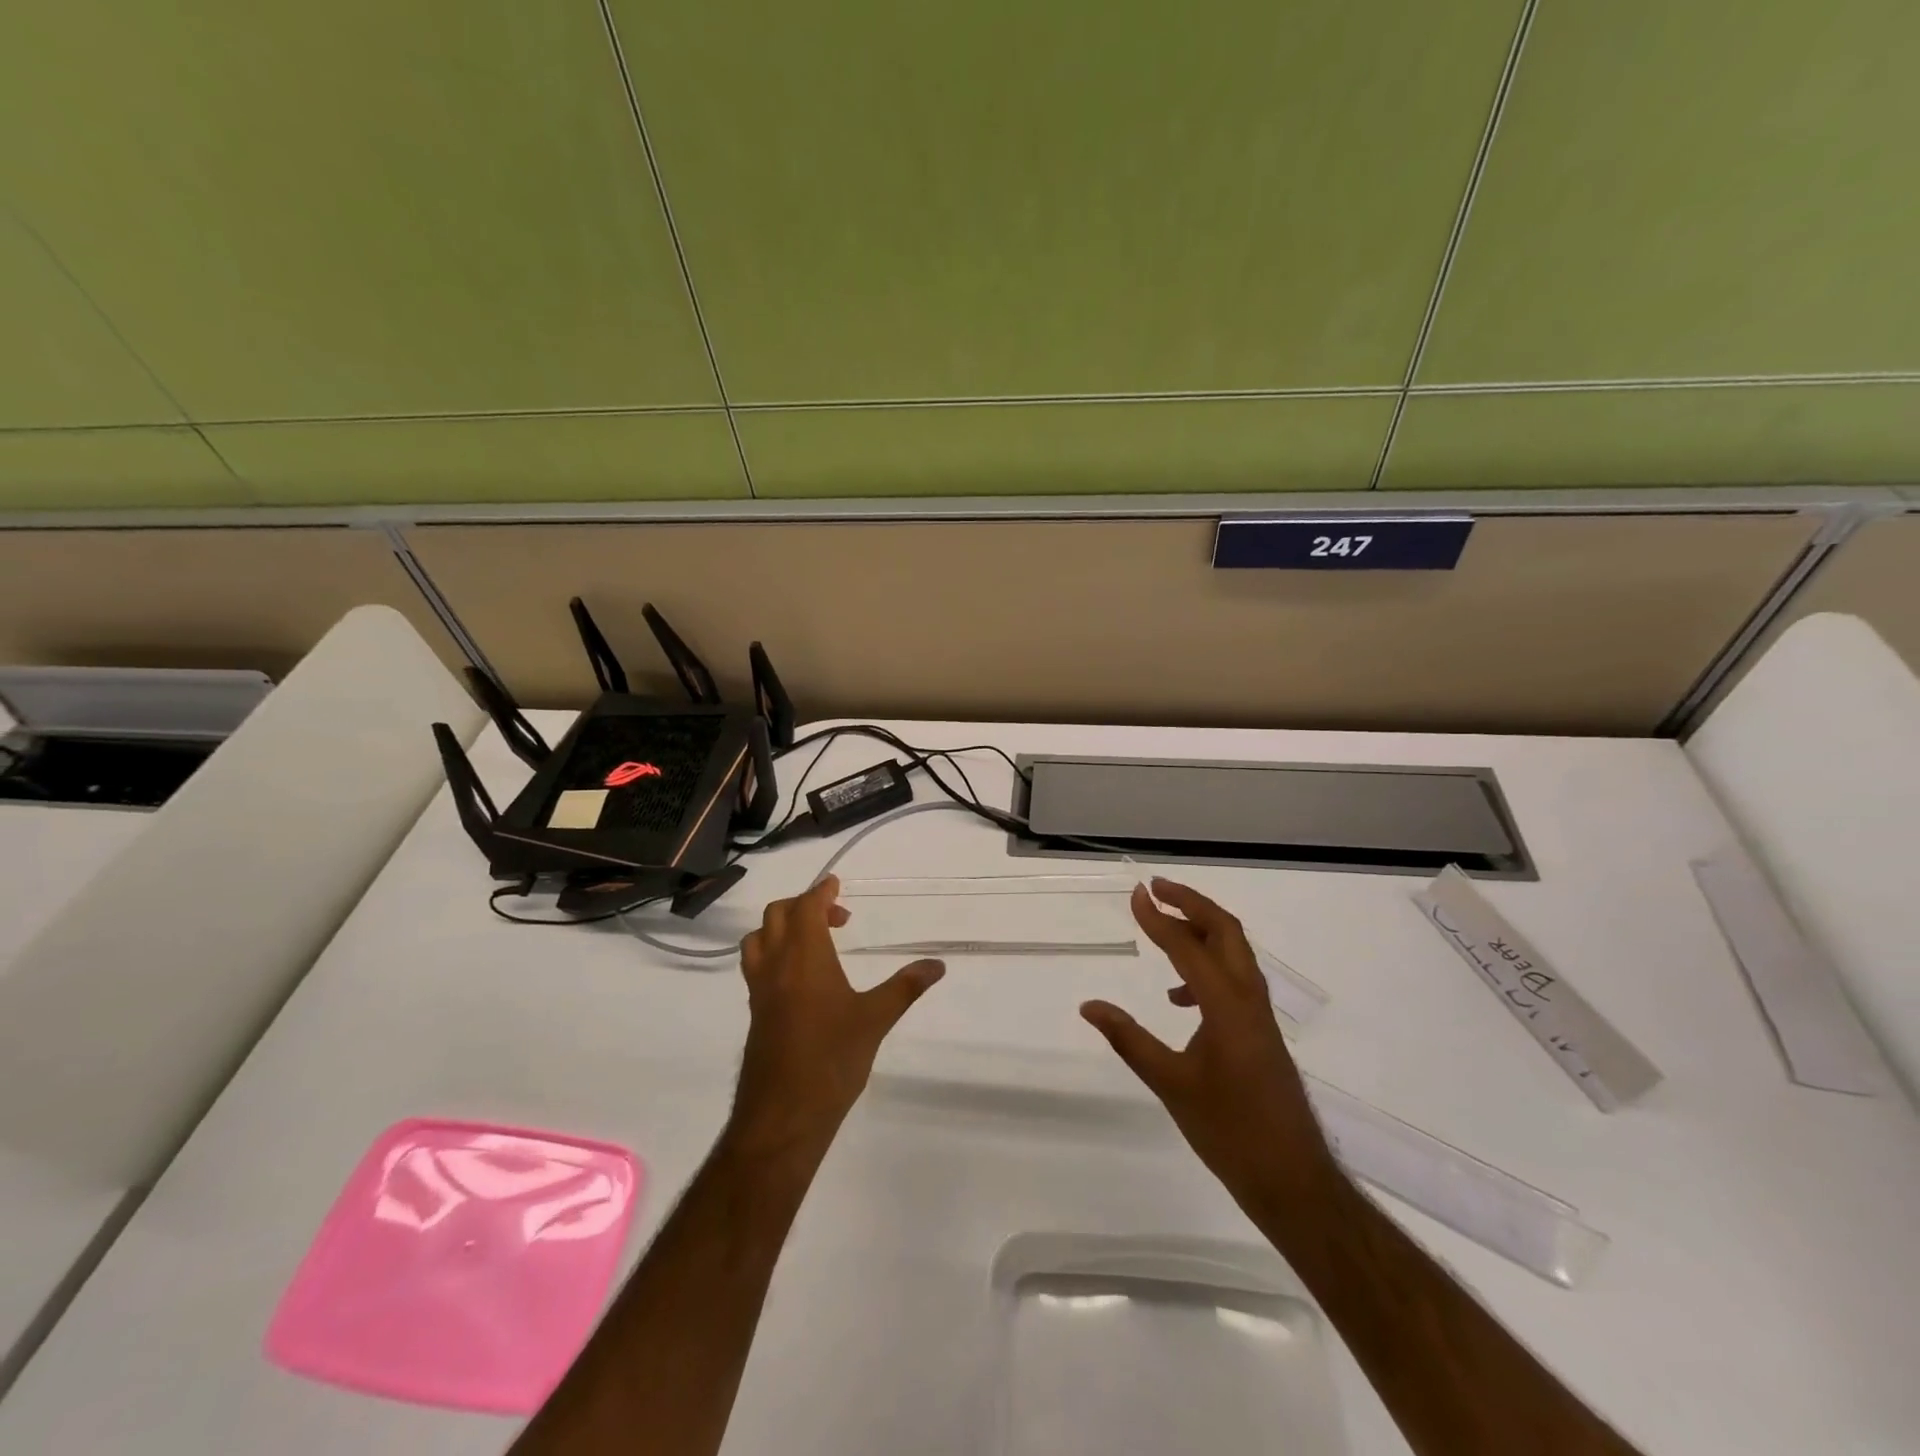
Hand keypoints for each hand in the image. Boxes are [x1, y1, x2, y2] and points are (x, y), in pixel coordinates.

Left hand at [730, 875, 944, 1159]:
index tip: (836, 884)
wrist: (783, 1115)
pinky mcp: (755, 1012)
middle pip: (777, 916)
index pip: (806, 907)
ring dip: (782, 927)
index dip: (821, 891)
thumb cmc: (831, 1060)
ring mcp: (760, 989)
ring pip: (759, 939)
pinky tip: (801, 977)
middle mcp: (775, 965)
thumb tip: (937, 964)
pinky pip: (757, 965)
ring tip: (814, 941)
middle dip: (804, 906)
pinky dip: (774, 952)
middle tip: (837, 918)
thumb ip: (905, 987)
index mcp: (804, 957)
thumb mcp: (875, 1020)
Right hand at [1081, 879, 1337, 1205]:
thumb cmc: (1230, 1131)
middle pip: (1225, 930)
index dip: (1159, 918)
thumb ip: (1129, 1039)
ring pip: (1234, 952)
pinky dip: (1207, 966)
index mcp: (1227, 1006)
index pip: (1189, 946)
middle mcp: (1248, 998)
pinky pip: (1234, 978)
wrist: (1293, 1180)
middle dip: (1191, 903)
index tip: (1136, 894)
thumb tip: (1089, 1007)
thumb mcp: (1171, 1084)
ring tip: (1163, 928)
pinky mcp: (1260, 1030)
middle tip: (1156, 889)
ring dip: (1201, 929)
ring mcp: (1259, 1014)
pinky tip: (1177, 995)